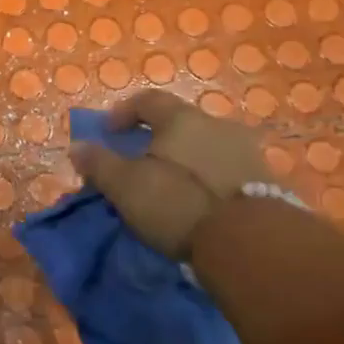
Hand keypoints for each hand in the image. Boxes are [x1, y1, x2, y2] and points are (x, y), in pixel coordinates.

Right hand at [71, 90, 272, 260]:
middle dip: (154, 139)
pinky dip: (205, 178)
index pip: (147, 100)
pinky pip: (224, 170)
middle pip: (178, 123)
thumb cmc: (178, 203)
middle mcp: (217, 125)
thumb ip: (99, 163)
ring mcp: (246, 152)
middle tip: (137, 163)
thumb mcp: (125, 186)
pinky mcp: (265, 181)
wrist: (251, 243)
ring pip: (203, 146)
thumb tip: (77, 147)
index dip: (123, 113)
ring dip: (183, 160)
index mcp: (182, 118)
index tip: (108, 133)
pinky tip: (197, 201)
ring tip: (168, 186)